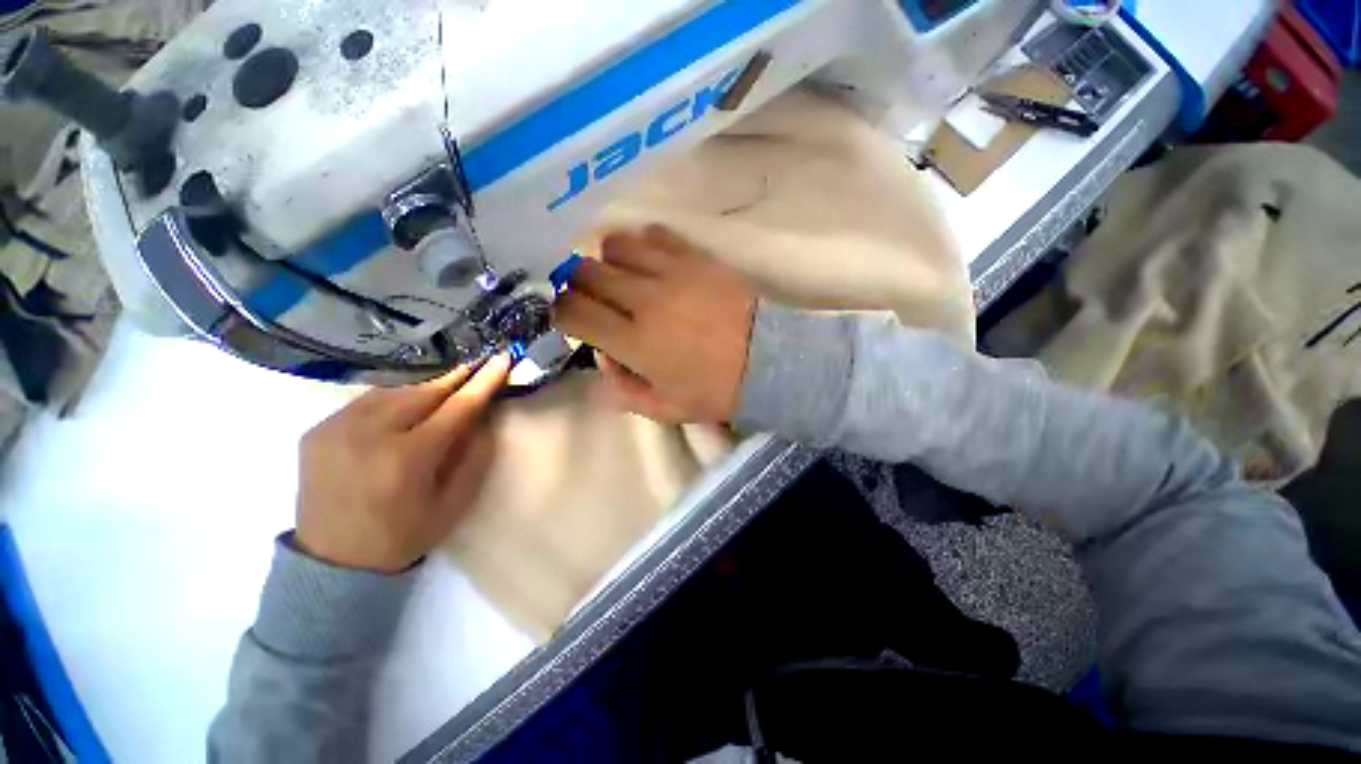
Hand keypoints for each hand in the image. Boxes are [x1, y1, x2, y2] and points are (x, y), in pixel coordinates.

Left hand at [294, 356, 509, 572]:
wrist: (331, 561)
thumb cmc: (402, 536)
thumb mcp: (452, 504)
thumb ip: (473, 458)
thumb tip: (484, 418)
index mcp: (407, 459)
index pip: (456, 407)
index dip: (483, 382)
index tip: (502, 359)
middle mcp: (369, 435)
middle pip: (423, 391)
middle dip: (455, 376)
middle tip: (477, 363)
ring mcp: (336, 429)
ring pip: (393, 390)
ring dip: (425, 384)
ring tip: (447, 380)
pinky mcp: (317, 430)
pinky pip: (366, 401)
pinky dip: (393, 396)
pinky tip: (406, 402)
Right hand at [554, 225, 755, 423]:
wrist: (768, 361)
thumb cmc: (716, 391)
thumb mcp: (665, 408)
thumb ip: (623, 389)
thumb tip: (601, 357)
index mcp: (634, 342)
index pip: (573, 312)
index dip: (560, 311)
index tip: (568, 317)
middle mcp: (644, 300)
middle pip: (585, 271)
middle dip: (577, 283)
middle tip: (592, 297)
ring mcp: (671, 273)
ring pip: (615, 244)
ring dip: (608, 259)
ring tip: (621, 276)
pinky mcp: (696, 257)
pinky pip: (656, 234)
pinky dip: (643, 243)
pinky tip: (649, 258)